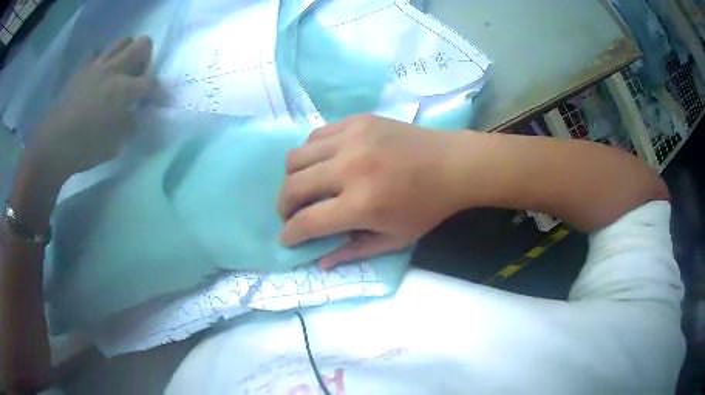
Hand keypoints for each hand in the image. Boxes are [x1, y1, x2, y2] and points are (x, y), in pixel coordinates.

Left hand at [28, 36, 153, 182]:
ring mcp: (96, 66)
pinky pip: (96, 53)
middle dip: (147, 57)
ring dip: (127, 52)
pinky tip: (98, 73)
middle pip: (142, 44)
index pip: (152, 83)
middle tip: (139, 75)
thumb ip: (130, 124)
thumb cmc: (84, 149)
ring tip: (121, 70)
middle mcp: (114, 70)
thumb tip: (138, 113)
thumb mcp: (114, 144)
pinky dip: (102, 58)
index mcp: (124, 90)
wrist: (52, 145)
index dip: (160, 92)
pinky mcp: (82, 69)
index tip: (159, 100)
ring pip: (122, 41)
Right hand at [278, 115, 468, 268]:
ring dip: (292, 177)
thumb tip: (320, 262)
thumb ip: (354, 252)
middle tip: (291, 214)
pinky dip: (310, 154)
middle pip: (293, 186)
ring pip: (296, 156)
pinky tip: (321, 163)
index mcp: (362, 204)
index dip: (290, 234)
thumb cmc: (427, 207)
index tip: (286, 238)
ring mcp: (352, 138)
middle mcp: (350, 168)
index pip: (307, 222)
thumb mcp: (395, 239)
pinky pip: (316, 136)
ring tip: (304, 187)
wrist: (452, 164)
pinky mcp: (356, 121)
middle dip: (283, 206)